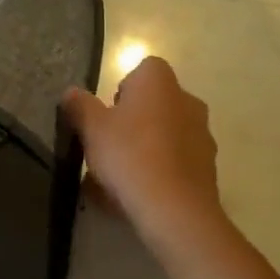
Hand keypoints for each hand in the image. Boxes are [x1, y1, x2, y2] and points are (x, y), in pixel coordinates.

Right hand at [64, 57, 220, 243]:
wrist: (174, 209)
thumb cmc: (129, 155)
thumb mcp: (91, 129)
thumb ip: (80, 106)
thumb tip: (71, 92)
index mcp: (159, 82)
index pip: (143, 69)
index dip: (123, 89)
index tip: (107, 114)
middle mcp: (187, 100)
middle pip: (156, 103)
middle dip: (135, 120)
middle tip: (111, 145)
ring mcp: (202, 134)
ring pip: (167, 133)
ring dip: (148, 146)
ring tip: (122, 177)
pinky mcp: (208, 167)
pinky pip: (177, 161)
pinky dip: (161, 171)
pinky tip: (140, 194)